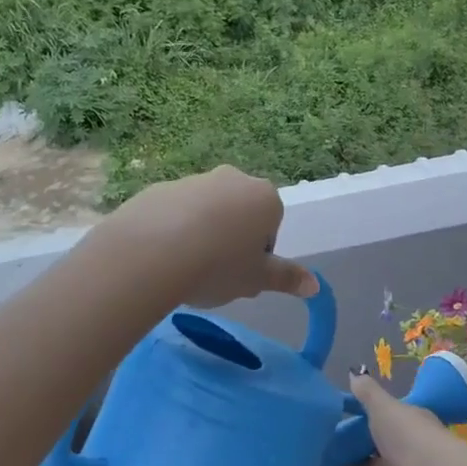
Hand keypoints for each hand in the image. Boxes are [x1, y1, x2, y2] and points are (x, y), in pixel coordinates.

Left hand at [101, 165, 317, 306]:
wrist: (152, 252)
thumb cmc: (219, 266)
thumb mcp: (257, 279)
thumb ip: (286, 279)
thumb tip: (315, 286)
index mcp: (265, 197)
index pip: (270, 228)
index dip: (257, 256)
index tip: (240, 275)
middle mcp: (232, 179)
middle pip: (239, 213)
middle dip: (230, 239)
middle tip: (215, 272)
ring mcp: (193, 180)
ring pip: (205, 211)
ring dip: (200, 234)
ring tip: (185, 268)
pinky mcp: (159, 188)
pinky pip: (172, 213)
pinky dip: (170, 231)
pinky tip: (161, 257)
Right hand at [307, 373, 466, 465]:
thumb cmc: (412, 438)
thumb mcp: (386, 408)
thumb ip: (367, 394)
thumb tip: (353, 372)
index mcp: (404, 428)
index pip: (375, 423)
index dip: (351, 423)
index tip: (320, 419)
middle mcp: (399, 458)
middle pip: (362, 457)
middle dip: (335, 455)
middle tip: (299, 449)